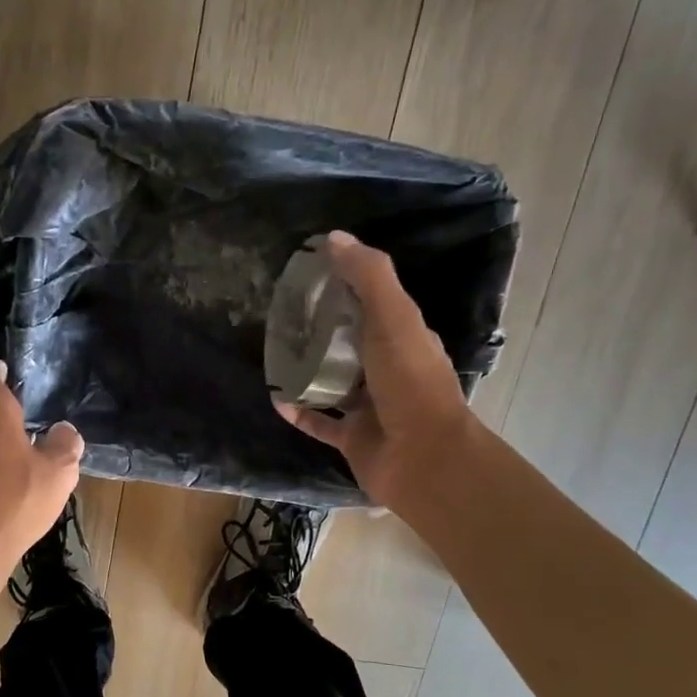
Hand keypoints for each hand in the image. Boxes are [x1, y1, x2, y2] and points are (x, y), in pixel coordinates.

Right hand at [276, 231, 474, 510]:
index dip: (346, 287)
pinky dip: (299, 411)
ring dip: (307, 370)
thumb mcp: (393, 318)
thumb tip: (333, 238)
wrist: (422, 458)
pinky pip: (319, 421)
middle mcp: (388, 370)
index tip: (311, 275)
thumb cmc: (410, 383)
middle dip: (321, 329)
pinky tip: (276, 398)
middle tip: (283, 315)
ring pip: (332, 383)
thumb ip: (368, 277)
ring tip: (274, 353)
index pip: (374, 304)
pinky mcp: (352, 438)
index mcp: (404, 338)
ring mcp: (370, 408)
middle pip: (350, 343)